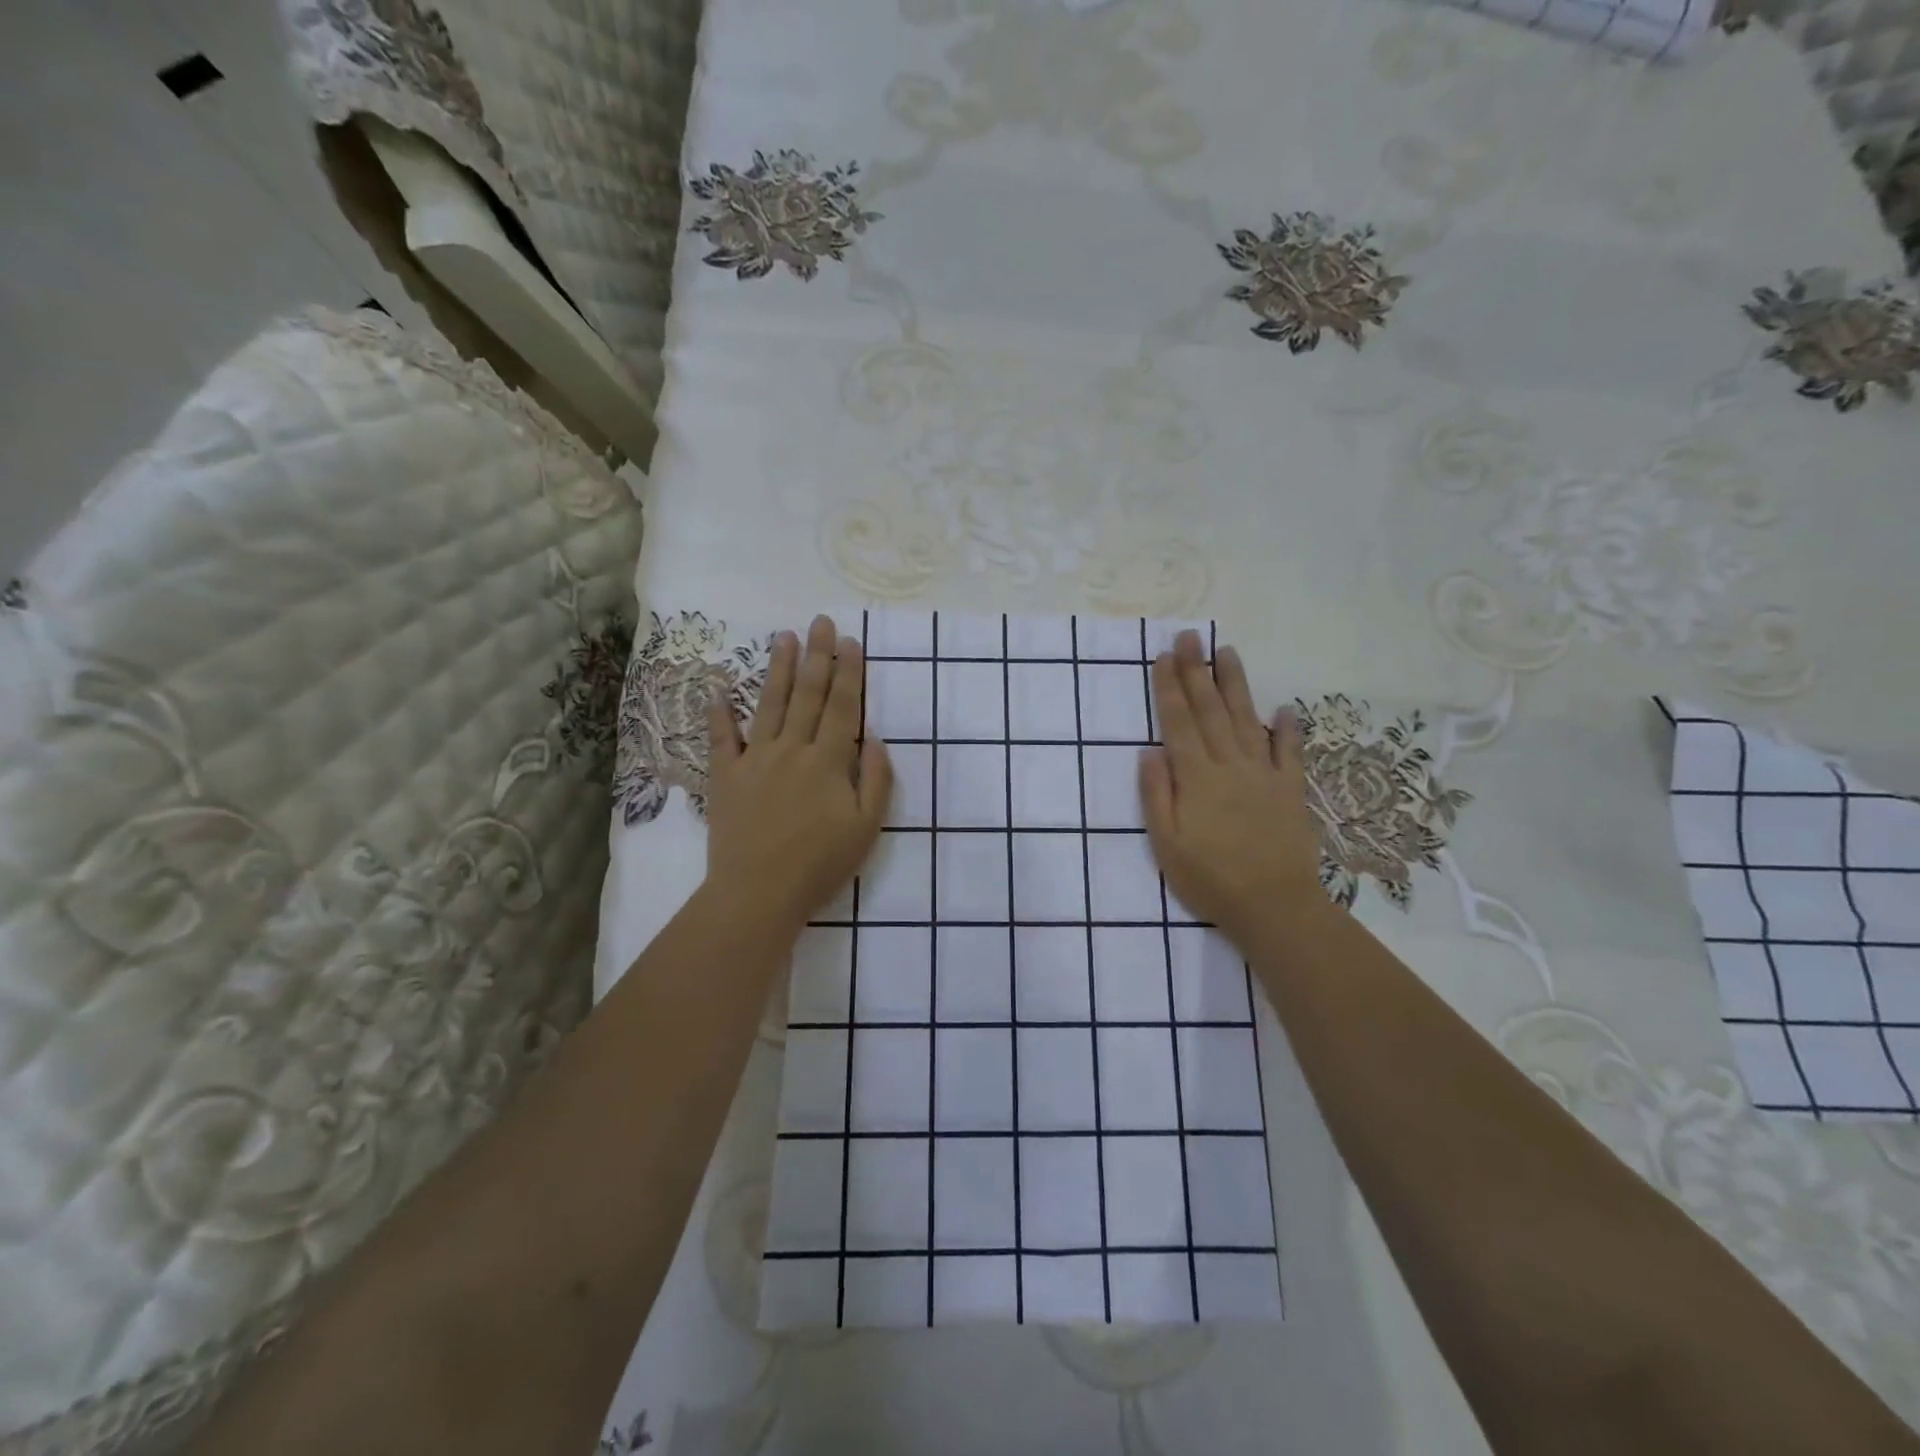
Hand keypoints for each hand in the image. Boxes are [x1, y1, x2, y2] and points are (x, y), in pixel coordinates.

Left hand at [705, 616, 892, 934]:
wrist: (758, 893)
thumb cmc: (820, 865)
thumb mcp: (866, 828)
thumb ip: (877, 780)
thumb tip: (878, 740)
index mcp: (829, 761)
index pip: (843, 707)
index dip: (849, 673)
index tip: (851, 642)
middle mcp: (792, 749)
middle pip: (808, 695)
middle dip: (817, 656)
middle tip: (820, 621)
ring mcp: (755, 759)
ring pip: (770, 704)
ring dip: (779, 669)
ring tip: (784, 636)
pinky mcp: (726, 776)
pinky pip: (722, 737)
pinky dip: (720, 712)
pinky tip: (719, 687)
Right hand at [1140, 632, 1326, 945]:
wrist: (1273, 905)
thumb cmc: (1210, 878)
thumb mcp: (1166, 843)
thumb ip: (1156, 794)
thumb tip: (1149, 750)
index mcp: (1196, 776)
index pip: (1179, 722)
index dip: (1170, 687)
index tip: (1164, 657)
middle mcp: (1229, 764)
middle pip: (1210, 710)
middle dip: (1197, 671)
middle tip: (1189, 638)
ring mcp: (1263, 774)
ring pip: (1246, 719)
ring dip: (1235, 685)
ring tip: (1227, 653)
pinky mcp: (1290, 790)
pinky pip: (1289, 752)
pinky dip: (1287, 729)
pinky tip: (1283, 709)